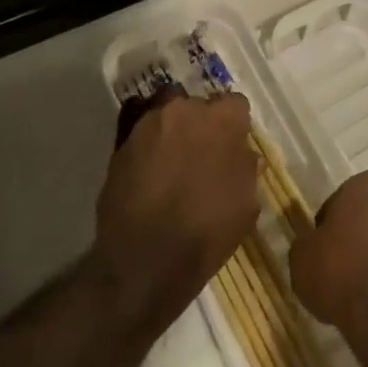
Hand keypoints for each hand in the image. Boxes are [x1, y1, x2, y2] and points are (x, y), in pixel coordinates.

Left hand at [95, 90, 260, 327]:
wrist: (145, 261)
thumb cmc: (208, 231)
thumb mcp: (246, 205)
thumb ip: (247, 169)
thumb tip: (246, 156)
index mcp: (221, 120)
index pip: (235, 105)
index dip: (235, 127)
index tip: (233, 149)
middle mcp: (184, 110)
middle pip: (197, 106)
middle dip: (201, 126)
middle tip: (201, 157)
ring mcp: (148, 125)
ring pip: (166, 115)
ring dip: (172, 131)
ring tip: (171, 163)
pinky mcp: (120, 144)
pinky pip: (139, 133)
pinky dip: (145, 144)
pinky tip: (148, 170)